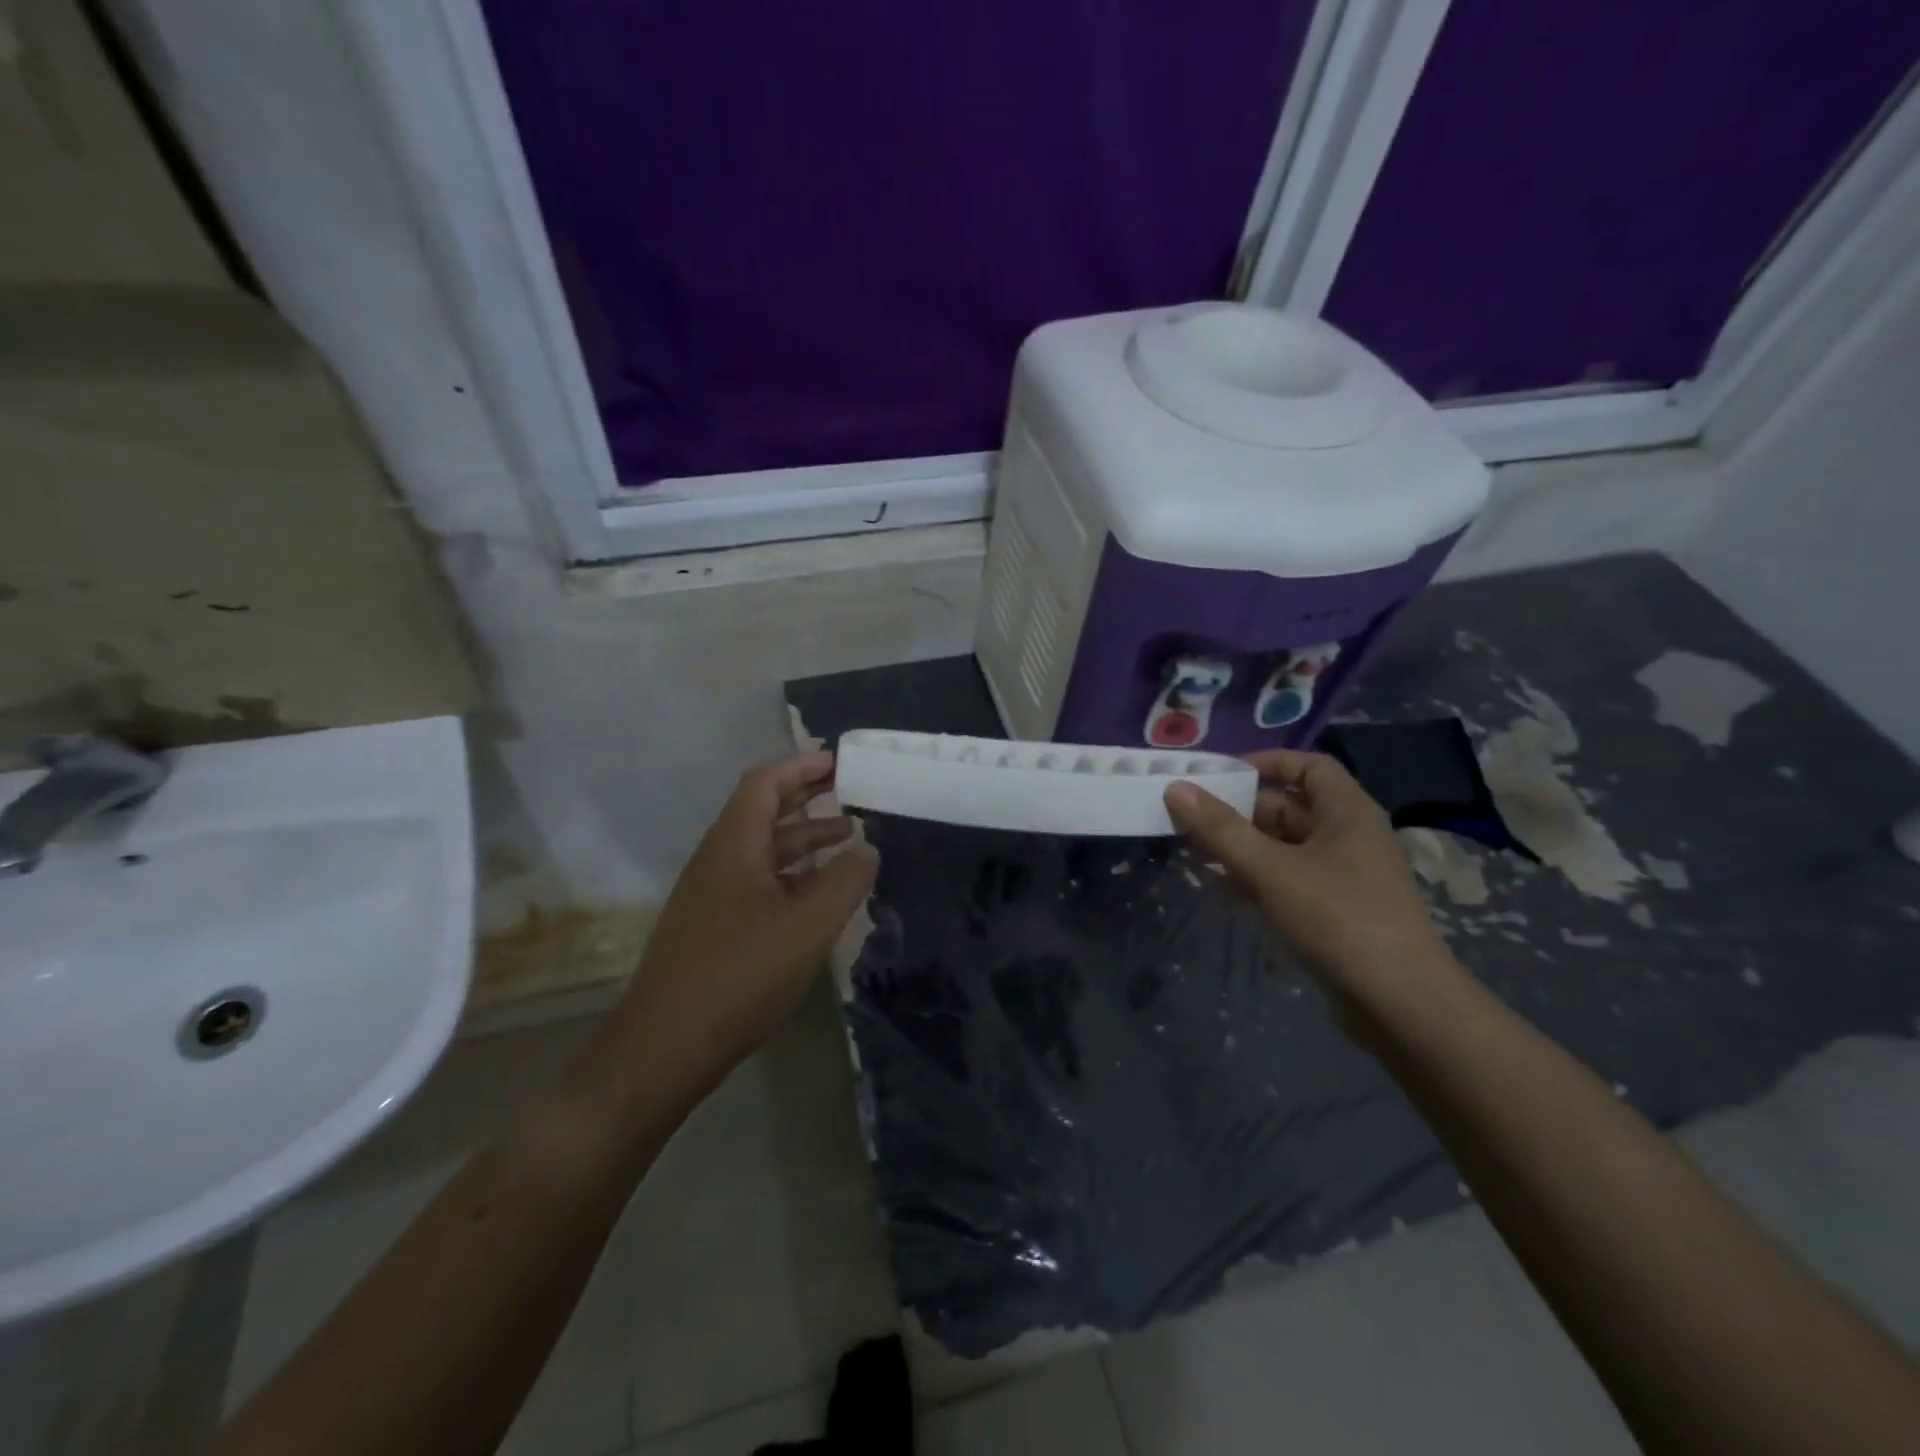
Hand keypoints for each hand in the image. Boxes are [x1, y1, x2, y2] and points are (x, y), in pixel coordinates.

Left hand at [621, 751, 877, 1087]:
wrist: (666, 1046)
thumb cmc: (740, 973)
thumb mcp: (808, 924)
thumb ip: (846, 880)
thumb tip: (868, 848)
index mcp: (734, 844)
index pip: (765, 783)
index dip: (802, 765)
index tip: (840, 762)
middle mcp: (718, 860)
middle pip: (764, 811)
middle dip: (807, 797)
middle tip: (851, 790)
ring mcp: (713, 896)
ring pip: (764, 850)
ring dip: (805, 839)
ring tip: (850, 840)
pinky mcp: (714, 929)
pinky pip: (760, 883)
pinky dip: (794, 876)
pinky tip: (820, 896)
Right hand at [1164, 750, 1455, 1004]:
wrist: (1399, 1003)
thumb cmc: (1337, 918)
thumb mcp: (1270, 869)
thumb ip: (1221, 829)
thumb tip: (1176, 788)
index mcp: (1346, 811)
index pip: (1308, 765)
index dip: (1266, 762)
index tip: (1220, 775)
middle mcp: (1348, 835)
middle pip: (1288, 807)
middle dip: (1240, 812)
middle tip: (1191, 820)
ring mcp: (1342, 875)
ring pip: (1284, 846)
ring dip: (1242, 848)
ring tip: (1196, 854)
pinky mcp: (1334, 909)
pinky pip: (1288, 879)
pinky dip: (1257, 878)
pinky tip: (1223, 890)